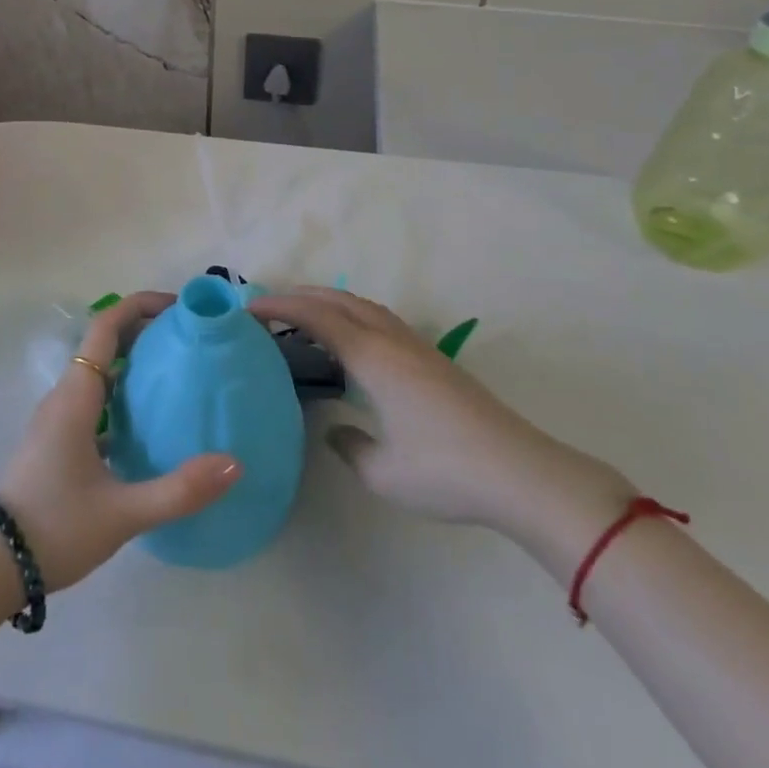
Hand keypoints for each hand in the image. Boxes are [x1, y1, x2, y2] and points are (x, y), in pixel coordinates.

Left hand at [0, 291, 242, 590]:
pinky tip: (149, 424)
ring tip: (178, 375)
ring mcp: (58, 418)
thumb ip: (179, 490)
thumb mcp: (122, 513)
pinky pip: (94, 400)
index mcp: (76, 395)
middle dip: (145, 331)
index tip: (179, 307)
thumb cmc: (55, 527)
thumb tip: (234, 464)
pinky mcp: (57, 440)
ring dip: (134, 363)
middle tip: (189, 340)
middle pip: (105, 343)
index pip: (106, 327)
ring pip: (99, 373)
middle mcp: (65, 396)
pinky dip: (123, 396)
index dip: (140, 306)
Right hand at [248, 288, 631, 554]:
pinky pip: (381, 320)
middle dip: (300, 295)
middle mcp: (392, 341)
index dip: (280, 306)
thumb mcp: (383, 472)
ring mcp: (417, 347)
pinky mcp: (434, 360)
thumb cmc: (446, 471)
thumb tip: (335, 429)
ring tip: (303, 314)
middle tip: (267, 304)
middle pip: (339, 301)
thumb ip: (349, 446)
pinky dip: (352, 315)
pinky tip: (351, 341)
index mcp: (373, 358)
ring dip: (329, 301)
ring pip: (363, 306)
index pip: (317, 317)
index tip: (247, 307)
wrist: (521, 472)